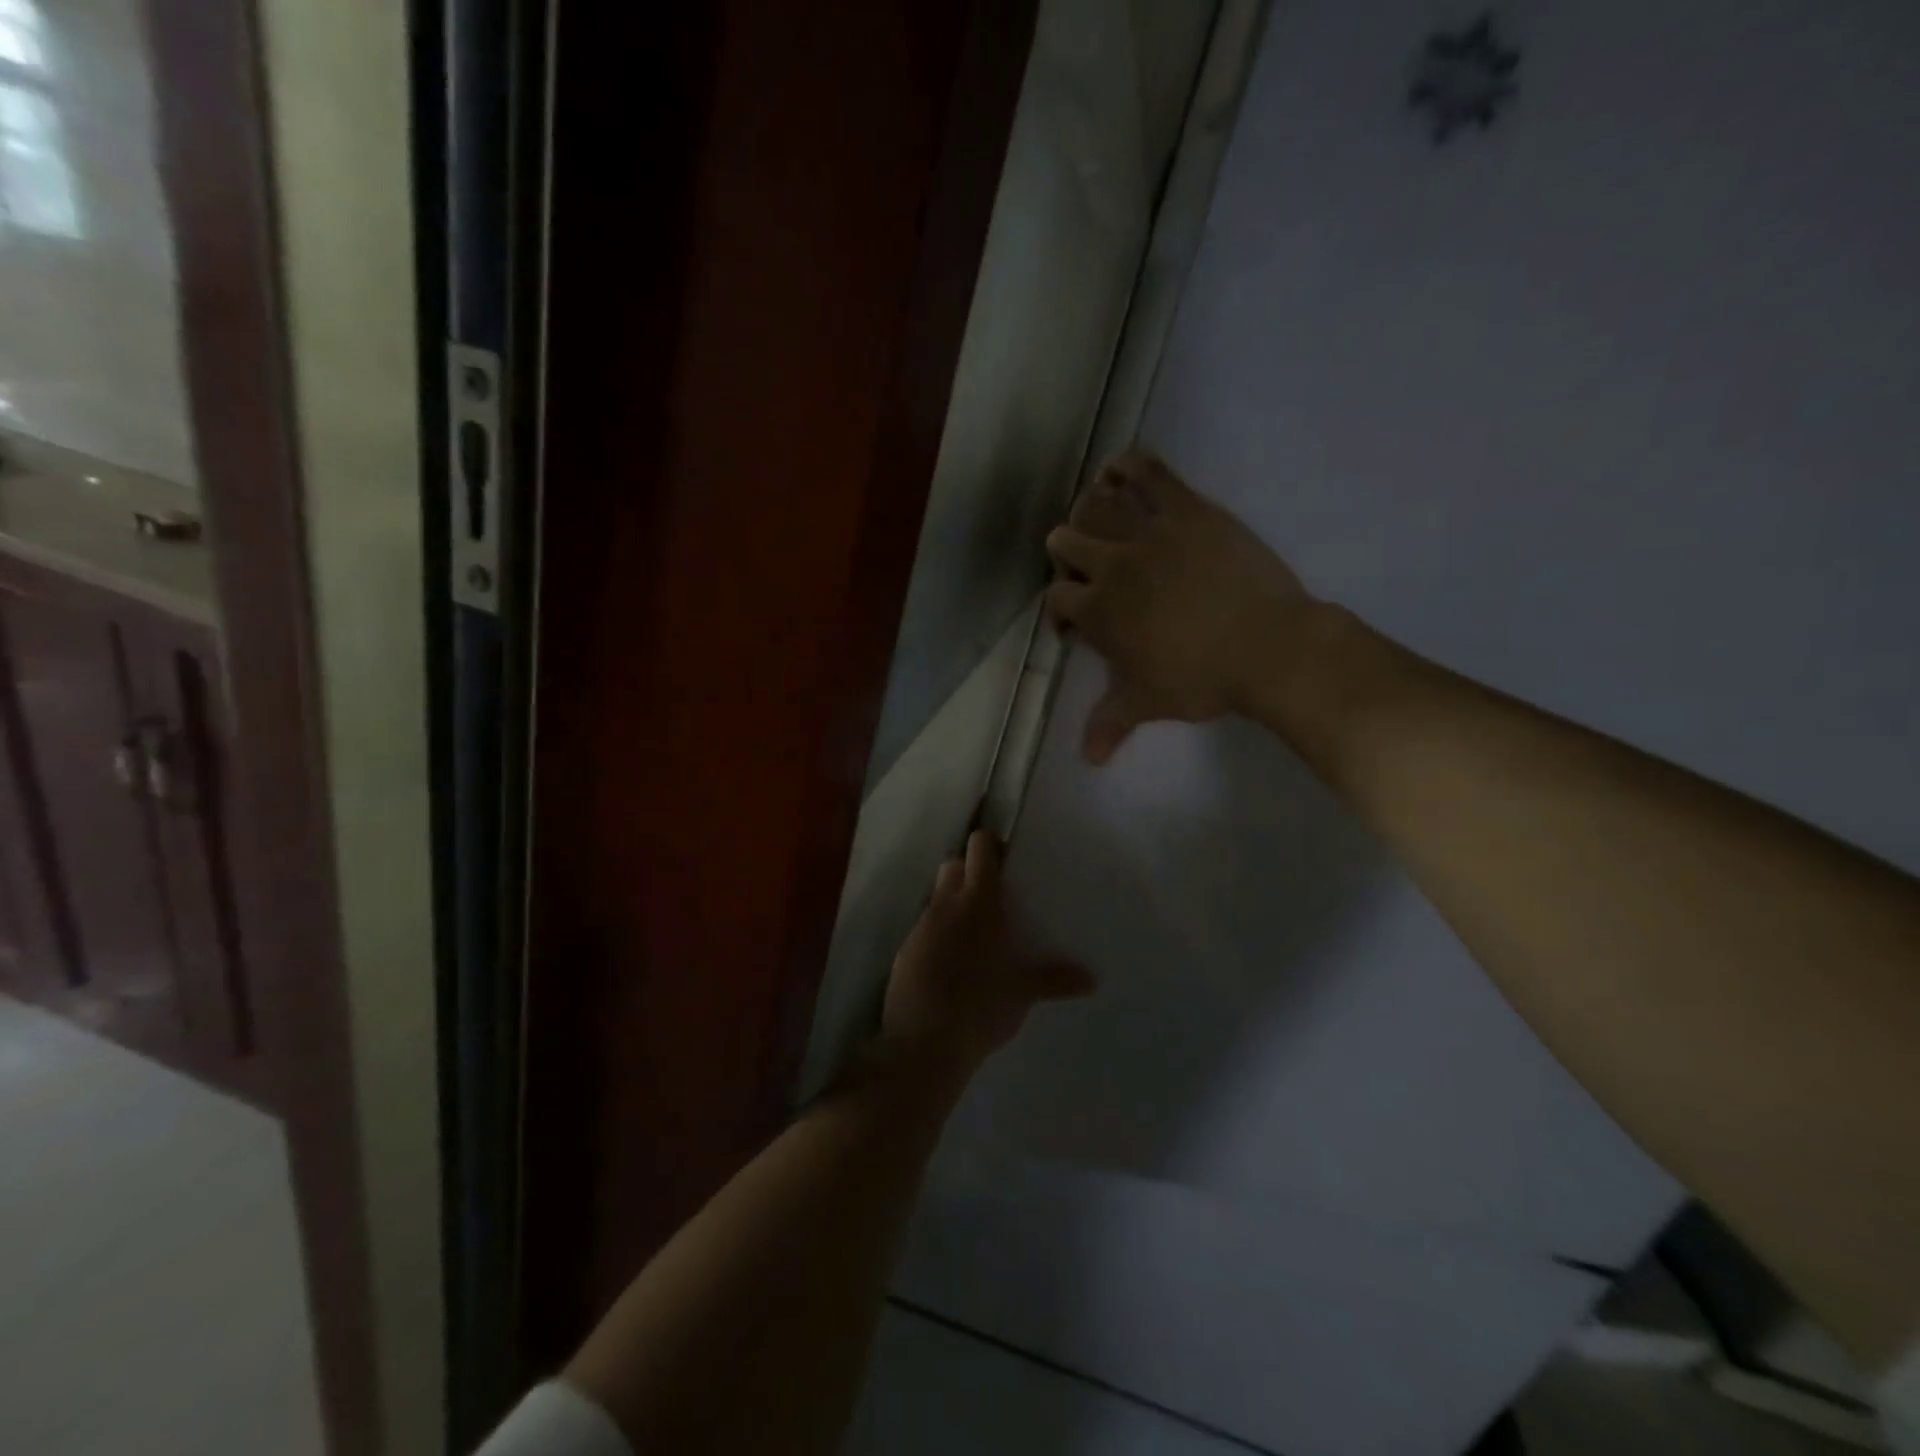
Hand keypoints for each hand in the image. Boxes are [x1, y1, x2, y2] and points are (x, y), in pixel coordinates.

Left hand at [882, 831, 1094, 1077]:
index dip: (990, 846)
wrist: (924, 1042)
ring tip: (973, 934)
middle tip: (991, 896)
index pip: (980, 848)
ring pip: (936, 897)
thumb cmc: (982, 1007)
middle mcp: (946, 904)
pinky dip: (937, 935)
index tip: (1006, 861)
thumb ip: (1054, 980)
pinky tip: (950, 963)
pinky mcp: (904, 951)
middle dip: (968, 870)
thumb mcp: (1022, 994)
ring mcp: (921, 926)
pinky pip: (924, 929)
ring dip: (952, 904)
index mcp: (979, 902)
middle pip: (953, 864)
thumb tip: (1091, 980)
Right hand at [1045, 449, 1316, 763]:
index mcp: (1097, 611)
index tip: (1078, 620)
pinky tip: (1119, 470)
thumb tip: (1088, 760)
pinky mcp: (1187, 509)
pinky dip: (1128, 466)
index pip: (1056, 596)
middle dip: (1067, 553)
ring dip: (1088, 509)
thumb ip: (1110, 724)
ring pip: (1096, 504)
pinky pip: (1149, 473)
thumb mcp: (1148, 704)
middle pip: (1064, 541)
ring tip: (1097, 518)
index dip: (1061, 606)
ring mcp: (1149, 532)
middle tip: (1087, 565)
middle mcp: (1111, 565)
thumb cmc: (1202, 679)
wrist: (1268, 646)